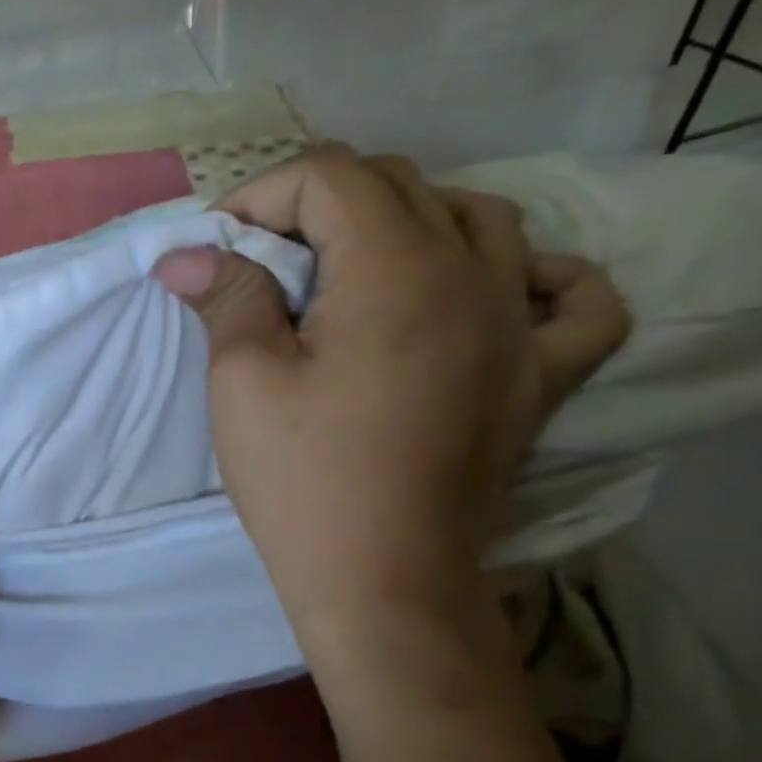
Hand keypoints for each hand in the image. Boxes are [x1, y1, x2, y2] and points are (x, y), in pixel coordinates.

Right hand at [154, 146, 628, 633]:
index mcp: (398, 270)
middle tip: (266, 263)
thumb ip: (228, 298)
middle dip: (318, 205)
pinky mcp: (542, 379)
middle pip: (400, 185)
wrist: (383, 585)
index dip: (262, 196)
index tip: (220, 250)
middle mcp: (476, 275)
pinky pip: (575, 302)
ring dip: (409, 222)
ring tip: (357, 270)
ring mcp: (521, 327)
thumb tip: (187, 254)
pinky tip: (500, 288)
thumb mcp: (244, 383)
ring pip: (483, 218)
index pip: (332, 176)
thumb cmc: (304, 483)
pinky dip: (539, 278)